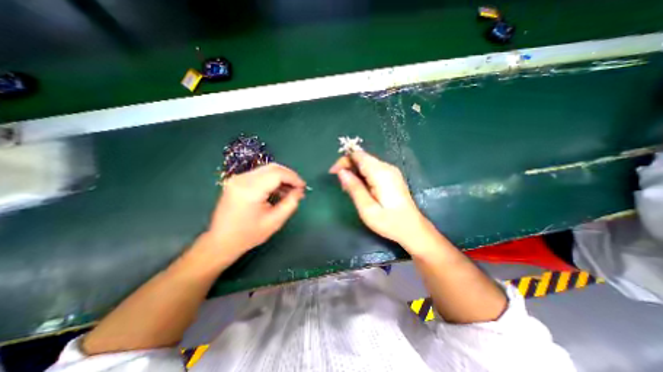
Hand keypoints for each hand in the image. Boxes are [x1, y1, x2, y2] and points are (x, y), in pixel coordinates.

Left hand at [204, 163, 305, 261]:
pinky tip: (278, 190)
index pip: (277, 174)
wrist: (221, 241)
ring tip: (290, 191)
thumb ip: (290, 203)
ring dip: (281, 177)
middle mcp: (242, 179)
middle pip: (272, 168)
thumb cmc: (249, 235)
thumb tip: (299, 191)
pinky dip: (272, 180)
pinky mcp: (237, 181)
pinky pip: (260, 174)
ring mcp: (237, 178)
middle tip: (298, 188)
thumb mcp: (275, 221)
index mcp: (250, 190)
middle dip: (289, 176)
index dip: (293, 178)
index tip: (303, 187)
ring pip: (267, 170)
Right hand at [330, 151, 429, 246]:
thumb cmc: (389, 222)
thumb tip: (341, 172)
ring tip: (350, 189)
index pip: (358, 155)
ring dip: (355, 172)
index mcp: (380, 173)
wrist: (412, 229)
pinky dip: (363, 175)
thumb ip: (354, 188)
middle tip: (342, 186)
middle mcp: (387, 167)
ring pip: (367, 163)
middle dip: (348, 167)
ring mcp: (391, 171)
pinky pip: (373, 169)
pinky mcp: (392, 176)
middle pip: (362, 158)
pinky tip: (361, 189)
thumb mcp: (367, 208)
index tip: (333, 173)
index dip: (344, 160)